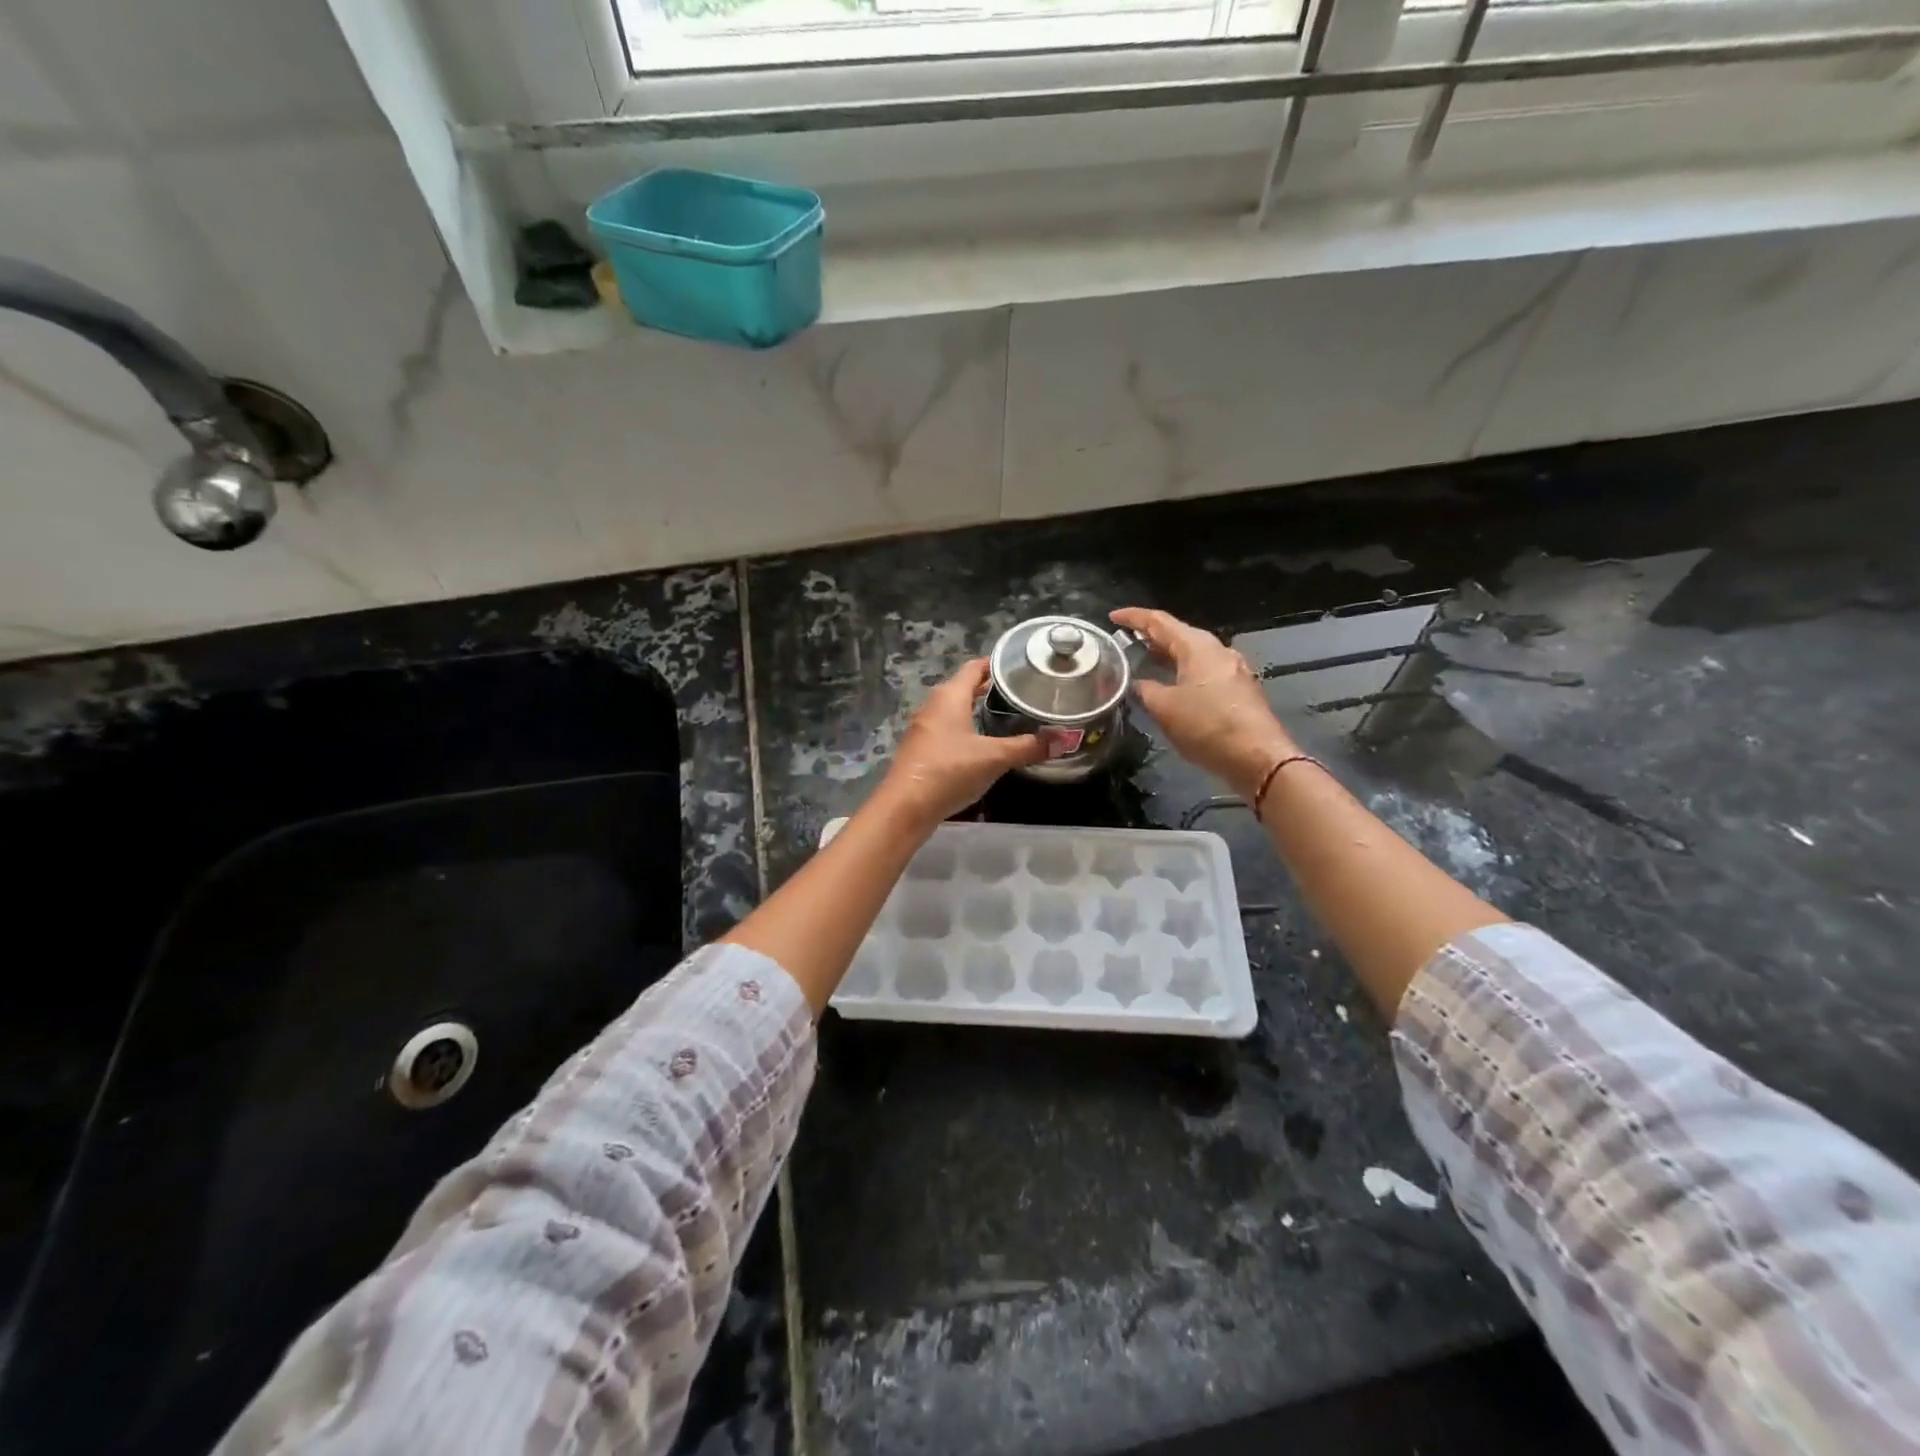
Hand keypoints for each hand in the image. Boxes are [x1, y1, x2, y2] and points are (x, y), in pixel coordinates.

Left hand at [871, 659, 1046, 830]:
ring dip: (975, 709)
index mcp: (949, 696)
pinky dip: (965, 729)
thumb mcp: (994, 758)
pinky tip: (981, 743)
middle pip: (963, 687)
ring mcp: (924, 727)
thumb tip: (1065, 738)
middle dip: (988, 687)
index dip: (996, 664)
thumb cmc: (949, 771)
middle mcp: (933, 705)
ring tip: (1004, 715)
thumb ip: (1028, 747)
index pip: (975, 667)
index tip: (1019, 666)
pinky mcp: (921, 749)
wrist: (906, 806)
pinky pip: (947, 729)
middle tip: (1019, 691)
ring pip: (954, 709)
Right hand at [1111, 607, 1294, 799]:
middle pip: (1178, 635)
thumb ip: (1145, 690)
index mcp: (1197, 647)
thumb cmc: (1207, 726)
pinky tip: (1171, 685)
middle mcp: (1217, 650)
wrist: (1258, 757)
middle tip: (1126, 641)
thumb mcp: (1165, 709)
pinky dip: (1182, 671)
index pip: (1159, 621)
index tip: (1113, 617)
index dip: (1134, 617)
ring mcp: (1232, 670)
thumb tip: (1136, 683)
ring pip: (1192, 654)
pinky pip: (1203, 671)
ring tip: (1144, 661)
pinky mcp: (1238, 690)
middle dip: (1151, 636)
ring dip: (1167, 655)